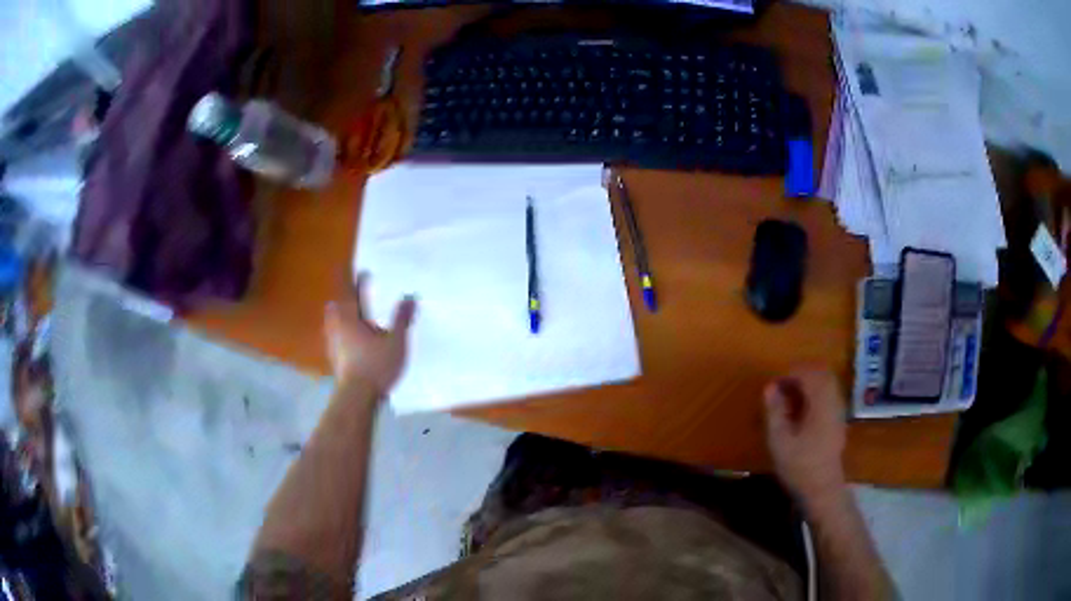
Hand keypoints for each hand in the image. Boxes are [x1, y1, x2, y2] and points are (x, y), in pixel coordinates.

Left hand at [324, 273, 416, 397]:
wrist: (357, 396)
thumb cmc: (376, 365)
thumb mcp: (396, 341)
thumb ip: (401, 319)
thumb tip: (409, 297)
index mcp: (350, 317)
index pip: (350, 291)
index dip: (354, 279)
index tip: (359, 269)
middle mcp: (337, 327)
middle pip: (336, 305)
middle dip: (342, 296)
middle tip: (350, 289)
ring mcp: (333, 344)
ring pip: (333, 322)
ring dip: (339, 314)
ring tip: (348, 312)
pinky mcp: (335, 358)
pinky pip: (335, 337)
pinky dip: (341, 331)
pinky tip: (349, 339)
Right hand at [764, 368, 847, 508]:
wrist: (822, 489)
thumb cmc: (799, 466)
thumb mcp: (780, 441)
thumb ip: (775, 412)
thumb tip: (770, 387)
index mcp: (821, 404)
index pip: (809, 374)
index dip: (790, 373)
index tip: (774, 384)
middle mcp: (834, 402)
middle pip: (822, 374)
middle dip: (801, 374)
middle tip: (782, 386)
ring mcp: (838, 411)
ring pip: (827, 383)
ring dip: (809, 383)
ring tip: (789, 396)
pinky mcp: (838, 420)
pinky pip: (829, 394)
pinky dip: (815, 393)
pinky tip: (801, 409)